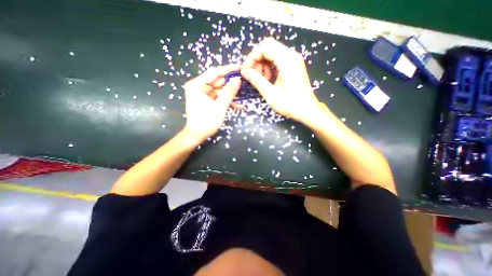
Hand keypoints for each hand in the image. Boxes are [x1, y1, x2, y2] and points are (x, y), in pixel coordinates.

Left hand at [183, 65, 240, 141]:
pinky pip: (218, 97)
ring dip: (231, 94)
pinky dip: (227, 100)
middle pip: (218, 81)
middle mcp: (199, 86)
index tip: (241, 68)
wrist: (197, 135)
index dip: (229, 69)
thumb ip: (229, 92)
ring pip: (220, 90)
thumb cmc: (206, 122)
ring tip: (244, 95)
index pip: (215, 72)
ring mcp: (202, 93)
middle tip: (245, 82)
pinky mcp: (206, 100)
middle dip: (232, 83)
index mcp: (198, 84)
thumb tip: (238, 79)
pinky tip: (238, 105)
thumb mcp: (220, 107)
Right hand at [241, 37, 321, 122]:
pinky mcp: (293, 66)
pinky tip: (269, 79)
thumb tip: (244, 71)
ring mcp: (293, 60)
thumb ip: (256, 80)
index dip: (252, 58)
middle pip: (268, 47)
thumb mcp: (270, 93)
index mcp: (286, 60)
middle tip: (254, 75)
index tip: (246, 71)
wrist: (307, 110)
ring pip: (272, 52)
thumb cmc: (290, 104)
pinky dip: (270, 66)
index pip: (264, 47)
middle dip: (257, 60)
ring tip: (263, 79)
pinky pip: (278, 59)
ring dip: (263, 64)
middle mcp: (291, 55)